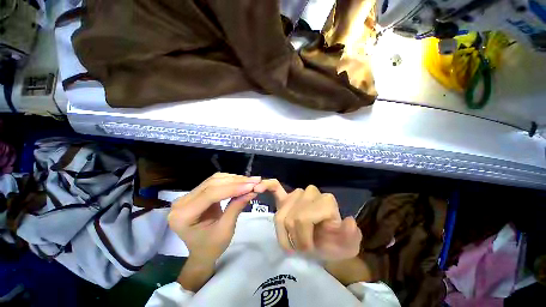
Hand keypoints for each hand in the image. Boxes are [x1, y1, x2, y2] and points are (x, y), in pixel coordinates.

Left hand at [168, 173, 260, 263]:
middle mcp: (182, 202)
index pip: (211, 194)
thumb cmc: (211, 247)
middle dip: (236, 181)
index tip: (252, 185)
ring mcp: (188, 196)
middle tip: (255, 181)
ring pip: (214, 180)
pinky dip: (230, 181)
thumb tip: (252, 191)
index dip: (233, 188)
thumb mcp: (225, 230)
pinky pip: (215, 182)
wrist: (201, 252)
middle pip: (212, 184)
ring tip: (250, 181)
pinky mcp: (196, 193)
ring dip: (234, 179)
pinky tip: (241, 182)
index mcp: (183, 215)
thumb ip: (236, 207)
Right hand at [254, 181, 361, 260]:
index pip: (303, 218)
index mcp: (326, 201)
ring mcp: (297, 193)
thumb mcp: (348, 246)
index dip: (304, 238)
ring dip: (284, 233)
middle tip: (301, 249)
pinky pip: (275, 187)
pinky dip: (267, 186)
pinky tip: (258, 187)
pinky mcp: (287, 196)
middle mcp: (310, 192)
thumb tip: (348, 221)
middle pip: (290, 217)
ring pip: (280, 213)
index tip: (308, 250)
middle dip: (294, 238)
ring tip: (292, 242)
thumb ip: (350, 236)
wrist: (326, 240)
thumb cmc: (336, 243)